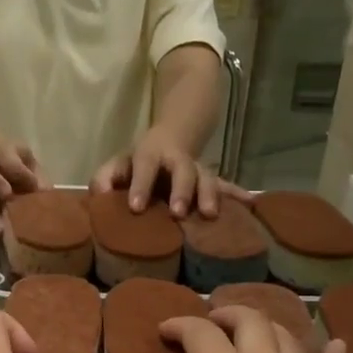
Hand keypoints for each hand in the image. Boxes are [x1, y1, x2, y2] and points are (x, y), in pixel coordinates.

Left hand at [90, 128, 249, 219]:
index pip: (144, 166)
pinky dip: (238, 194)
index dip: (140, 185)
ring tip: (210, 214)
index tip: (136, 207)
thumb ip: (105, 177)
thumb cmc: (137, 162)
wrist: (172, 138)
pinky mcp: (211, 181)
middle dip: (182, 190)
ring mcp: (197, 170)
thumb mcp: (118, 164)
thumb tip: (100, 194)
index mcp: (150, 155)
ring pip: (207, 178)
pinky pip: (226, 187)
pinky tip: (251, 202)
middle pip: (182, 170)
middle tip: (178, 212)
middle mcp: (177, 160)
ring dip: (209, 195)